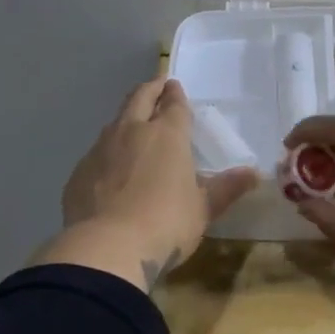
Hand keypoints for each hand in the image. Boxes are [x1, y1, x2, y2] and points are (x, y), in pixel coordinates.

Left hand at [40, 78, 257, 289]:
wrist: (106, 248)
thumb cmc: (165, 225)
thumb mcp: (203, 210)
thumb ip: (226, 188)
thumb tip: (254, 174)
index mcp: (167, 136)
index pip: (174, 104)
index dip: (176, 95)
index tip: (175, 87)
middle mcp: (132, 132)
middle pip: (140, 99)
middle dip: (150, 89)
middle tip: (156, 85)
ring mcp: (101, 149)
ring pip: (115, 122)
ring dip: (127, 118)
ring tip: (133, 124)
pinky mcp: (80, 171)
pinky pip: (97, 152)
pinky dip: (108, 151)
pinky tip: (110, 167)